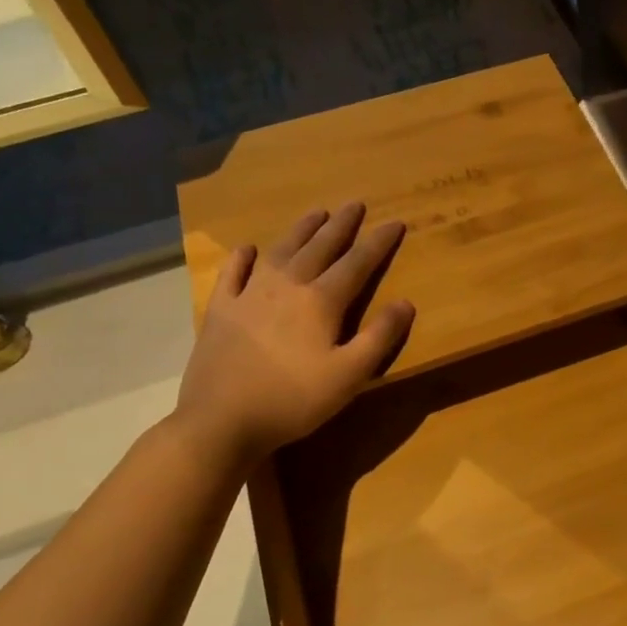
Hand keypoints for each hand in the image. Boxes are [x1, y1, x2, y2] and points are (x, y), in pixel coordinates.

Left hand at [173, 204, 414, 466]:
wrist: (222, 421)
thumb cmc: (294, 400)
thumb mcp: (350, 375)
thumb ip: (379, 337)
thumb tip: (405, 303)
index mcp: (321, 301)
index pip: (357, 263)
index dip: (378, 242)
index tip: (395, 222)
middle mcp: (286, 286)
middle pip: (319, 248)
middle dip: (341, 225)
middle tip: (355, 204)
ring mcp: (248, 295)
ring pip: (280, 251)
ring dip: (301, 230)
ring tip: (316, 213)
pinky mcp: (220, 310)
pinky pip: (233, 274)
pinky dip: (242, 258)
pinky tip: (248, 249)